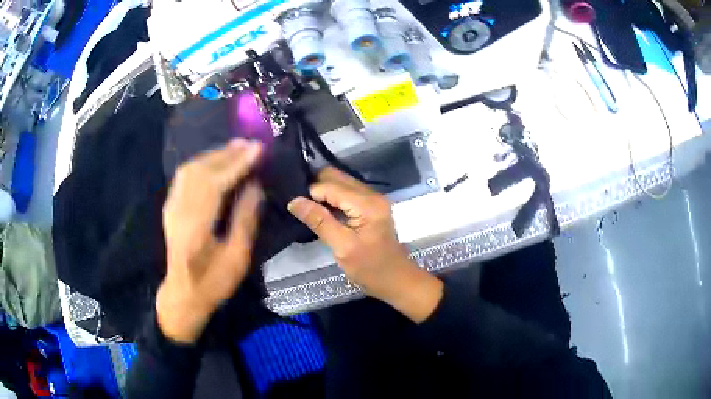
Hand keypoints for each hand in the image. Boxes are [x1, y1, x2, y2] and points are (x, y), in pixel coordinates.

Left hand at [158, 139, 263, 343]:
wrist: (183, 294)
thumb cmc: (213, 282)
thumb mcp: (237, 258)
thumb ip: (245, 220)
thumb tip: (255, 186)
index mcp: (196, 228)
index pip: (215, 184)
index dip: (237, 164)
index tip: (258, 149)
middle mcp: (179, 211)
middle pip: (200, 171)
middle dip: (226, 154)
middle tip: (250, 144)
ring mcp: (171, 207)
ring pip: (190, 169)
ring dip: (214, 155)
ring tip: (237, 148)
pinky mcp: (170, 207)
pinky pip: (185, 176)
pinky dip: (202, 163)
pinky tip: (216, 161)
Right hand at [287, 167, 442, 322]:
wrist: (396, 279)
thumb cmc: (370, 268)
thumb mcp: (342, 247)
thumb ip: (319, 221)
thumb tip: (294, 201)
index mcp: (366, 203)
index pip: (330, 186)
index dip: (310, 194)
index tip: (294, 206)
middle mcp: (371, 194)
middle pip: (337, 177)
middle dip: (315, 186)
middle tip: (298, 203)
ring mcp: (373, 199)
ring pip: (341, 182)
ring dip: (323, 191)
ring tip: (306, 205)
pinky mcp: (371, 206)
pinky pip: (347, 192)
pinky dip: (332, 197)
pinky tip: (321, 209)